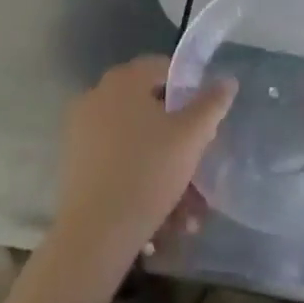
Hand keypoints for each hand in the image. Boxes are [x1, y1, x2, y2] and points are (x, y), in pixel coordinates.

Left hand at [51, 56, 235, 277]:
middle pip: (150, 108)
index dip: (189, 90)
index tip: (205, 121)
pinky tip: (163, 216)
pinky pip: (117, 161)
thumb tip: (227, 80)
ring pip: (136, 141)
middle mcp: (99, 95)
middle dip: (178, 139)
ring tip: (188, 210)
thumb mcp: (191, 136)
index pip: (164, 68)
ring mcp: (82, 129)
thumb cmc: (147, 172)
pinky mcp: (75, 163)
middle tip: (198, 166)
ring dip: (164, 167)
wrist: (94, 234)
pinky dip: (140, 179)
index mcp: (124, 79)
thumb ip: (212, 104)